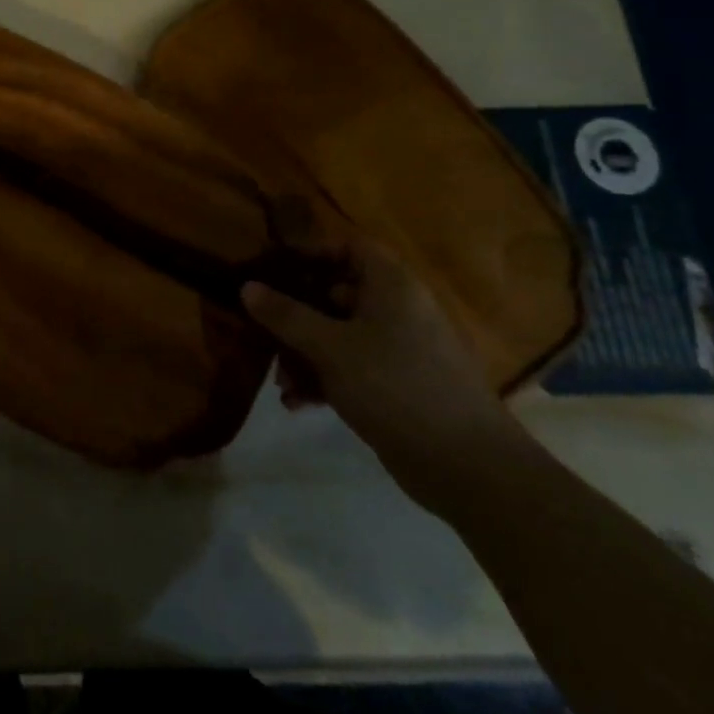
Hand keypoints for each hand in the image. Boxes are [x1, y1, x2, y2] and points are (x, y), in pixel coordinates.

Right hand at [243, 242, 532, 510]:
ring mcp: (401, 350)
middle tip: (264, 329)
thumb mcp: (330, 347)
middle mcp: (399, 310)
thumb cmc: (395, 386)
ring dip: (305, 353)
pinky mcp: (400, 386)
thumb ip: (286, 315)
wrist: (467, 467)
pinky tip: (298, 402)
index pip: (349, 247)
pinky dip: (325, 379)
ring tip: (281, 381)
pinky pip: (353, 368)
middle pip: (338, 293)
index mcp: (392, 286)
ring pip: (341, 334)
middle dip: (297, 313)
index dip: (312, 252)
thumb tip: (246, 287)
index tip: (274, 269)